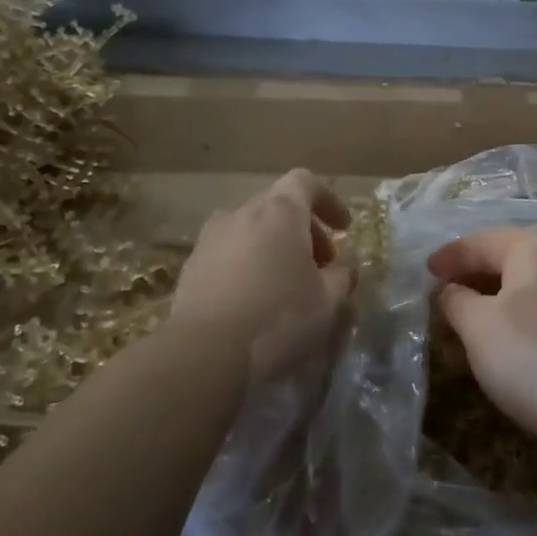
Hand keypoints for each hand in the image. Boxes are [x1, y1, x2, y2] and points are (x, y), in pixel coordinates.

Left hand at [172, 169, 353, 383]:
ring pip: (251, 229)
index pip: (305, 182)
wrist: (204, 353)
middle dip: (305, 230)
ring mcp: (211, 238)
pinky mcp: (191, 266)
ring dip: (274, 246)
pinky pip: (228, 253)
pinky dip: (247, 264)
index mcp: (280, 211)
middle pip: (278, 206)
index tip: (344, 229)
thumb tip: (345, 269)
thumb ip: (343, 277)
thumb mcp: (328, 302)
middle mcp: (242, 213)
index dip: (329, 202)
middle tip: (321, 266)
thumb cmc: (279, 318)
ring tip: (286, 283)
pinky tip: (254, 299)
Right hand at [427, 229, 536, 464]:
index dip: (450, 255)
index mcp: (533, 249)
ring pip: (525, 283)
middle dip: (473, 271)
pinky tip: (502, 335)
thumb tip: (449, 290)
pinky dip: (514, 311)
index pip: (481, 241)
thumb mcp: (478, 327)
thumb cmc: (532, 358)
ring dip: (493, 293)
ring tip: (466, 312)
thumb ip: (456, 300)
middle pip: (507, 257)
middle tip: (443, 289)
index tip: (425, 271)